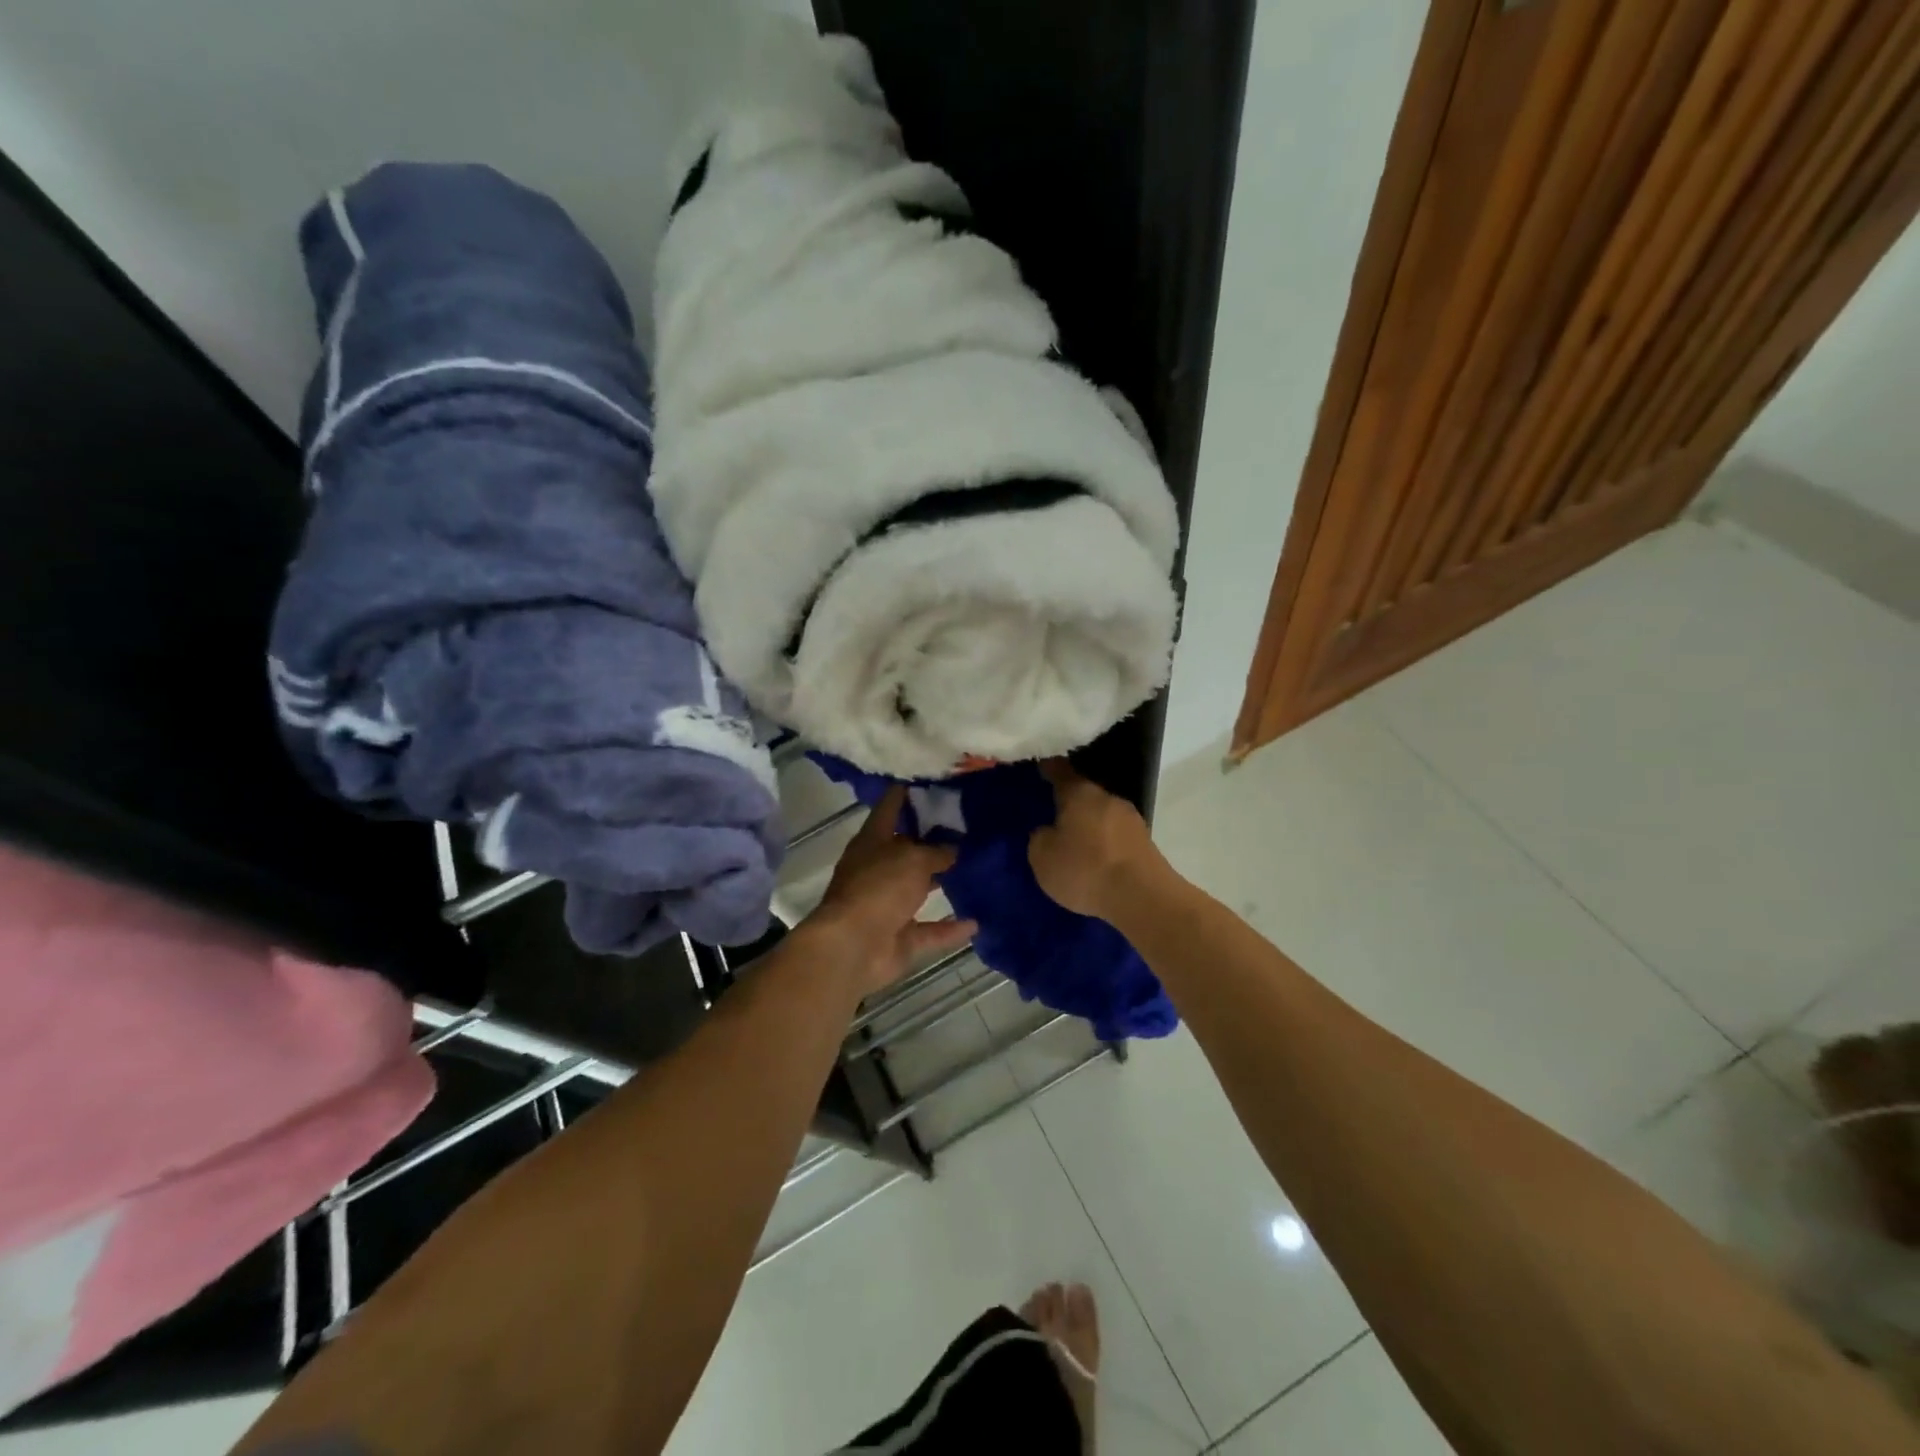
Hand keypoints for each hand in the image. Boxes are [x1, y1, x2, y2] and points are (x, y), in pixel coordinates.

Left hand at [804, 785, 975, 998]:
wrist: (853, 947)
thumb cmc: (879, 887)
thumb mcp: (913, 858)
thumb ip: (936, 852)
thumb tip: (952, 849)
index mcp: (872, 841)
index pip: (889, 807)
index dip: (905, 793)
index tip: (929, 781)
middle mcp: (876, 870)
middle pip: (905, 849)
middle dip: (931, 840)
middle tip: (966, 826)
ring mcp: (886, 906)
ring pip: (917, 889)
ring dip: (939, 882)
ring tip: (973, 868)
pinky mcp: (899, 938)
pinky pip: (929, 930)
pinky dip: (950, 928)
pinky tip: (977, 922)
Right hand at [1028, 759, 1163, 921]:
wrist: (1142, 897)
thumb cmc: (1085, 869)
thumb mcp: (1043, 857)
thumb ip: (1040, 838)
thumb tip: (1048, 831)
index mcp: (1080, 793)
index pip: (1061, 771)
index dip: (1049, 768)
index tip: (1041, 766)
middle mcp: (1108, 798)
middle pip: (1085, 794)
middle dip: (1070, 803)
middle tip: (1054, 815)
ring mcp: (1132, 820)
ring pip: (1102, 815)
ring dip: (1090, 825)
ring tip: (1075, 843)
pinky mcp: (1146, 844)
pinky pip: (1116, 836)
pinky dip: (1105, 843)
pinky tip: (1097, 860)